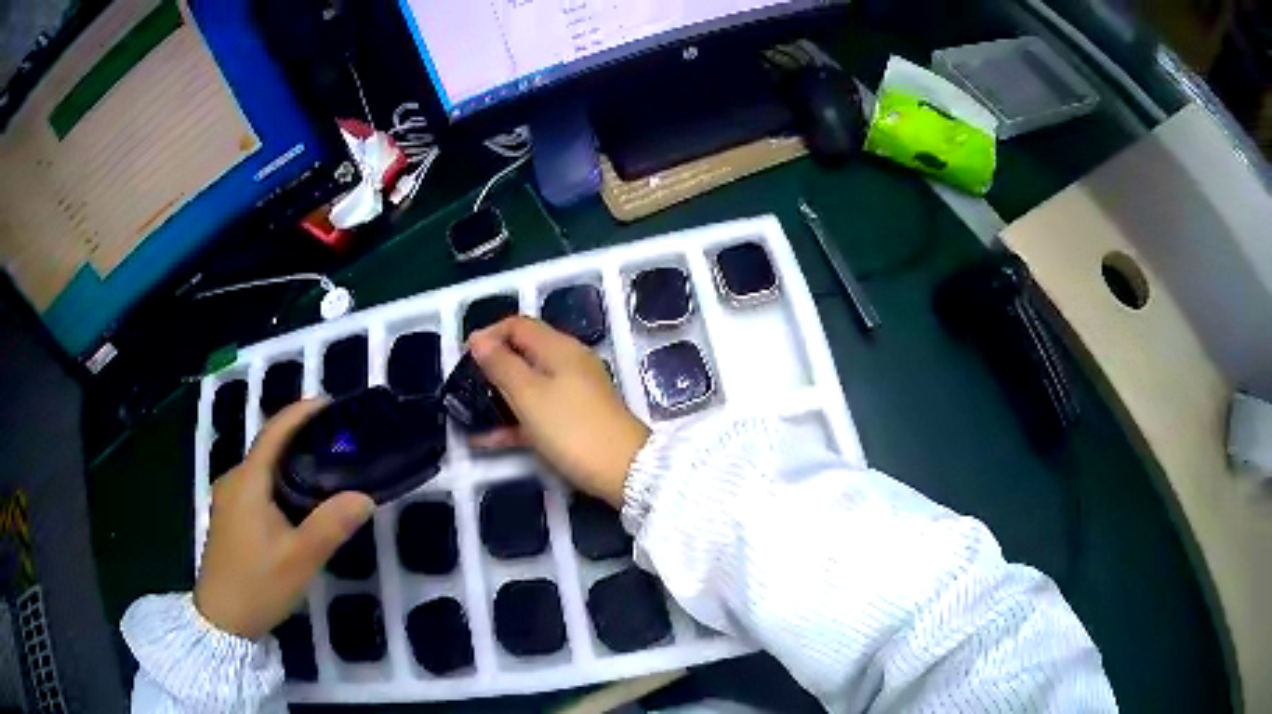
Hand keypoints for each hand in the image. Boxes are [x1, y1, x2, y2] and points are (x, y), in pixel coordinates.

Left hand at [194, 399, 375, 640]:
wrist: (221, 620)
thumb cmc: (258, 585)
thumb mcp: (300, 559)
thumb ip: (331, 525)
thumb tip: (364, 497)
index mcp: (247, 482)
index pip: (273, 432)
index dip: (299, 413)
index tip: (329, 404)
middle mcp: (234, 481)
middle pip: (267, 448)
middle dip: (300, 439)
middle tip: (337, 444)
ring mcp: (228, 499)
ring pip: (263, 470)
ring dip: (290, 464)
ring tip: (324, 471)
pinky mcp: (229, 518)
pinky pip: (257, 487)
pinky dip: (279, 483)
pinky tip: (297, 503)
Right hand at [468, 317, 648, 505]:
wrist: (624, 470)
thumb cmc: (572, 428)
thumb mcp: (529, 395)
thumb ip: (501, 365)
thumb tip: (478, 338)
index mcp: (559, 348)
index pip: (518, 325)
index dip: (489, 335)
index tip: (463, 358)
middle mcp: (568, 363)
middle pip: (523, 353)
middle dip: (491, 367)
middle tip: (464, 386)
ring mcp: (574, 392)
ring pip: (529, 385)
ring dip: (499, 396)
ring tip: (468, 412)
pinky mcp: (575, 419)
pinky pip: (538, 411)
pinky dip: (514, 420)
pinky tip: (486, 438)